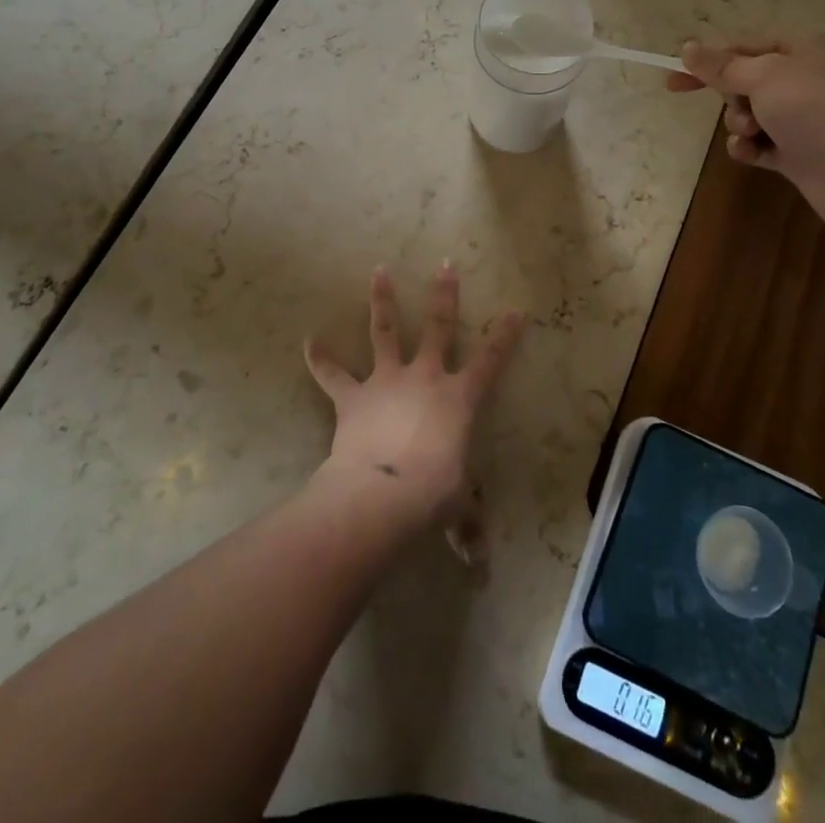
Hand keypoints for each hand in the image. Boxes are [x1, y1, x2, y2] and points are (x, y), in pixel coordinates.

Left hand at [304, 264, 523, 543]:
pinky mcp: (353, 396)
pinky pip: (332, 374)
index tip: (515, 310)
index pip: (490, 361)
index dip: (505, 335)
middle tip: (445, 264)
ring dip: (381, 301)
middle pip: (437, 326)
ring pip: (384, 332)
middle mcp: (425, 377)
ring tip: (378, 270)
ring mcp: (387, 381)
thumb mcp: (456, 507)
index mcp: (459, 398)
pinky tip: (309, 341)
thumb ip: (467, 524)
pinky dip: (320, 359)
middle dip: (443, 295)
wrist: (382, 494)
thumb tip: (478, 559)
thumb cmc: (431, 495)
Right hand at [666, 35, 824, 236]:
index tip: (673, 81)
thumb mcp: (765, 77)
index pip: (745, 47)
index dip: (708, 62)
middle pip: (746, 81)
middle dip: (731, 98)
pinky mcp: (800, 152)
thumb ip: (723, 65)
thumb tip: (688, 47)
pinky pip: (761, 144)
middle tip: (739, 111)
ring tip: (751, 136)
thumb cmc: (817, 112)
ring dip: (739, 125)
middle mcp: (806, 80)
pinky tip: (751, 155)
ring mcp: (804, 118)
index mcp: (804, 50)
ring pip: (750, 114)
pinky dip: (750, 148)